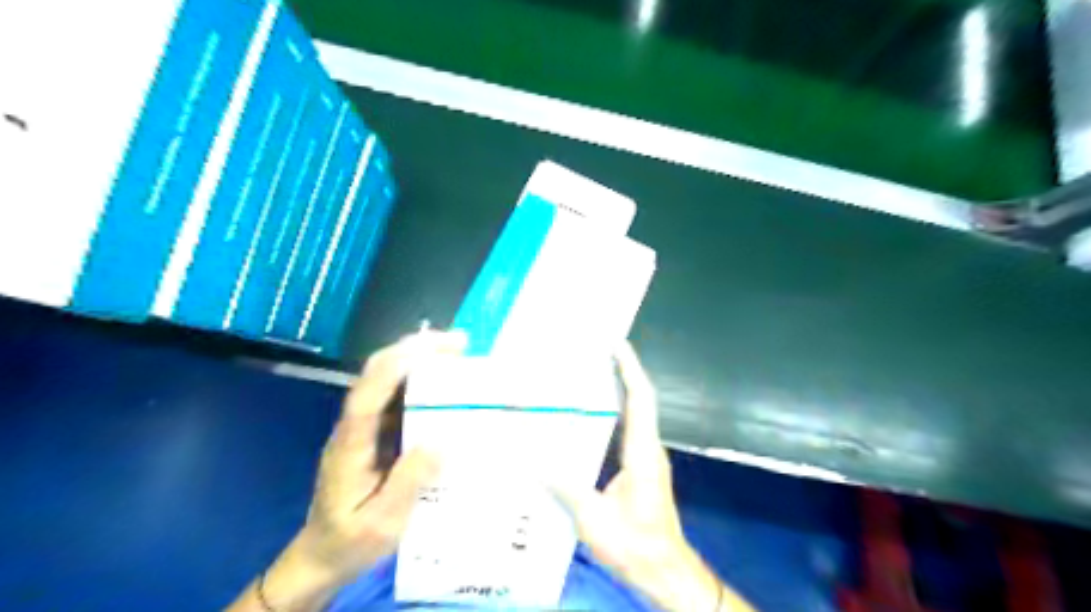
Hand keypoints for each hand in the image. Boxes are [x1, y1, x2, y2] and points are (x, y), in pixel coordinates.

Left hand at [228, 331, 464, 609]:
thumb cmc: (351, 541)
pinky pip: (397, 395)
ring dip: (419, 358)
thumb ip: (408, 483)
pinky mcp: (375, 431)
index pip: (367, 396)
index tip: (431, 350)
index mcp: (350, 445)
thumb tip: (440, 442)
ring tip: (458, 352)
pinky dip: (421, 379)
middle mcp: (354, 426)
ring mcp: (363, 426)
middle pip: (375, 373)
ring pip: (386, 378)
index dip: (395, 368)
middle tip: (458, 342)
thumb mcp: (382, 523)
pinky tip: (446, 381)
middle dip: (414, 349)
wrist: (323, 554)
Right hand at [550, 345, 754, 611]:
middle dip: (622, 371)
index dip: (630, 368)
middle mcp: (649, 448)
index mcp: (642, 452)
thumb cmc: (634, 544)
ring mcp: (648, 458)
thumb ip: (565, 486)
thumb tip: (531, 459)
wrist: (664, 570)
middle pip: (640, 400)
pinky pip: (630, 430)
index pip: (640, 399)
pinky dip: (616, 413)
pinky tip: (592, 417)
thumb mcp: (593, 518)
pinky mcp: (643, 469)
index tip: (616, 344)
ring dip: (620, 390)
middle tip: (596, 352)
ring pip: (636, 414)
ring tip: (591, 375)